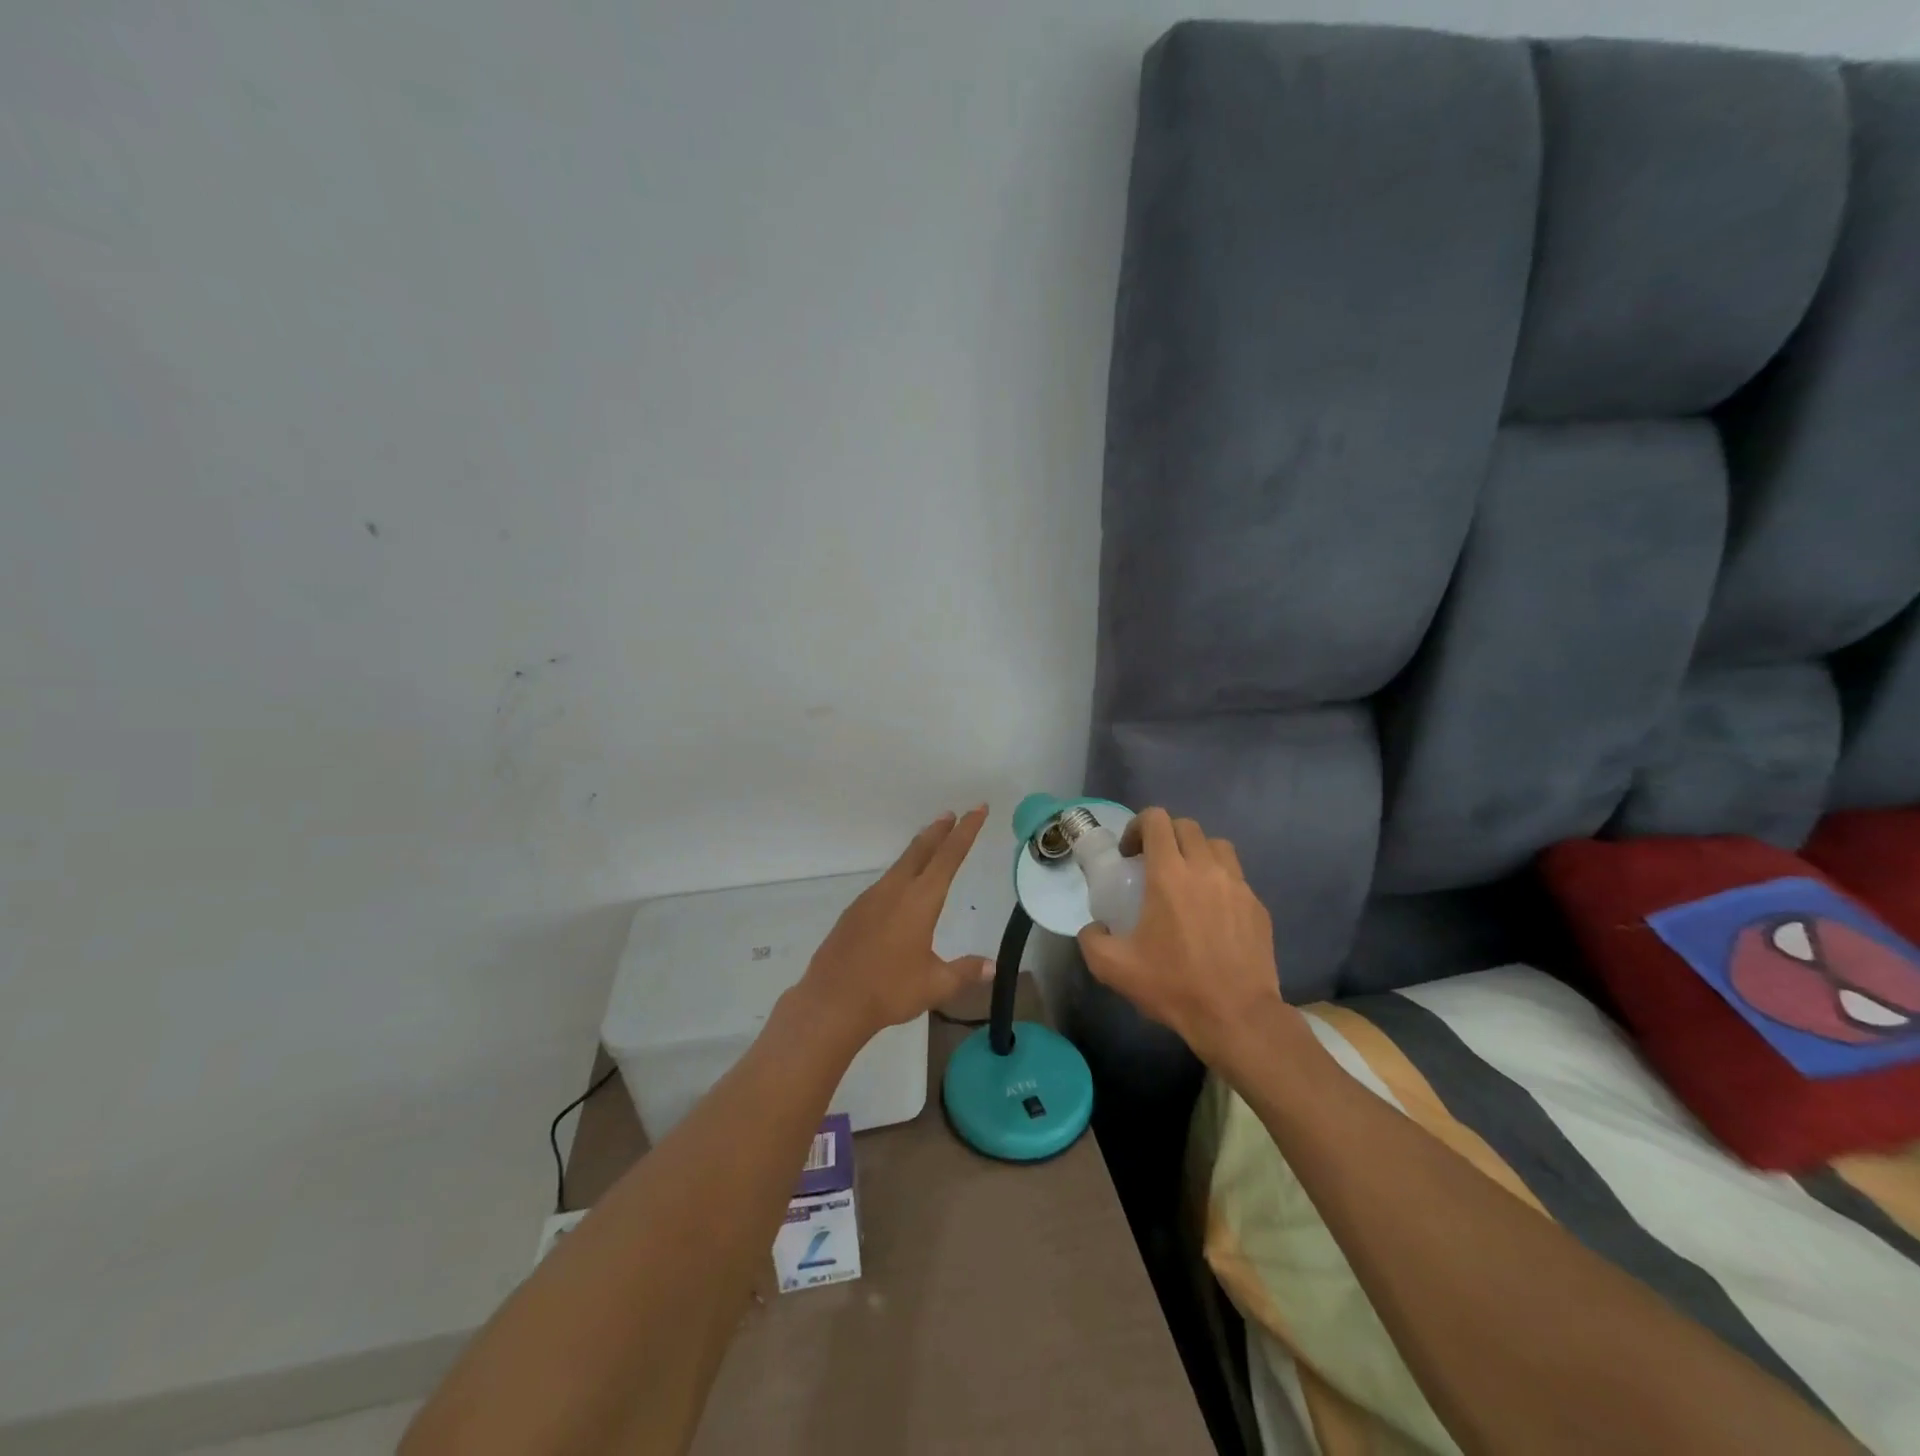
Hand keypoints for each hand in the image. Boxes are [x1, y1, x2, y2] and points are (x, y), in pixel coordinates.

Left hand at [793, 806, 994, 1044]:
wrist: (831, 1002)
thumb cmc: (889, 990)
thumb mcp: (935, 984)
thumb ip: (964, 971)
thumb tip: (992, 967)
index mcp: (920, 900)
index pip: (949, 857)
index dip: (966, 831)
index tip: (977, 809)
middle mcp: (895, 891)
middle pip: (921, 851)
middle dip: (939, 831)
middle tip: (951, 815)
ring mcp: (870, 899)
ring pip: (900, 865)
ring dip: (918, 851)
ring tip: (929, 845)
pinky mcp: (854, 912)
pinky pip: (884, 883)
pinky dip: (900, 873)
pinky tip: (900, 889)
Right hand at [1076, 808, 1299, 1070]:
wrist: (1237, 1017)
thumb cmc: (1174, 986)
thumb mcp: (1113, 968)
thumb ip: (1092, 939)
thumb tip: (1094, 928)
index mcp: (1169, 874)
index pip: (1156, 820)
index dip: (1138, 827)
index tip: (1130, 855)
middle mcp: (1206, 869)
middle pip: (1186, 826)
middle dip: (1165, 837)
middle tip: (1153, 866)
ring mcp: (1238, 886)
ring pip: (1216, 846)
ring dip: (1196, 852)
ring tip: (1186, 881)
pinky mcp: (1258, 906)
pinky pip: (1236, 877)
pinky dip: (1220, 881)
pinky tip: (1212, 913)